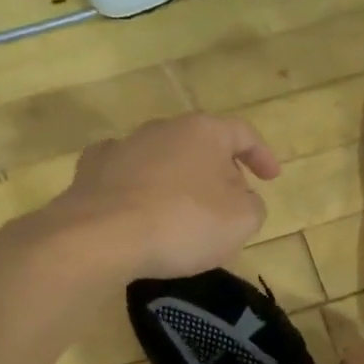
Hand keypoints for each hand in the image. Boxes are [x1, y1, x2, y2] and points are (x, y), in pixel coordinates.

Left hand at [47, 114, 280, 279]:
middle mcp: (162, 127)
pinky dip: (138, 190)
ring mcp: (123, 145)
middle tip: (227, 205)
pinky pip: (125, 176)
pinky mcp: (91, 169)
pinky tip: (138, 211)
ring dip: (177, 181)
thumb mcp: (241, 221)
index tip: (271, 178)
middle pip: (200, 145)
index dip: (262, 155)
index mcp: (203, 131)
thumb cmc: (181, 222)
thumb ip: (252, 204)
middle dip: (218, 172)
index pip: (243, 134)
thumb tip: (239, 198)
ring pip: (162, 159)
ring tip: (181, 215)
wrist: (99, 235)